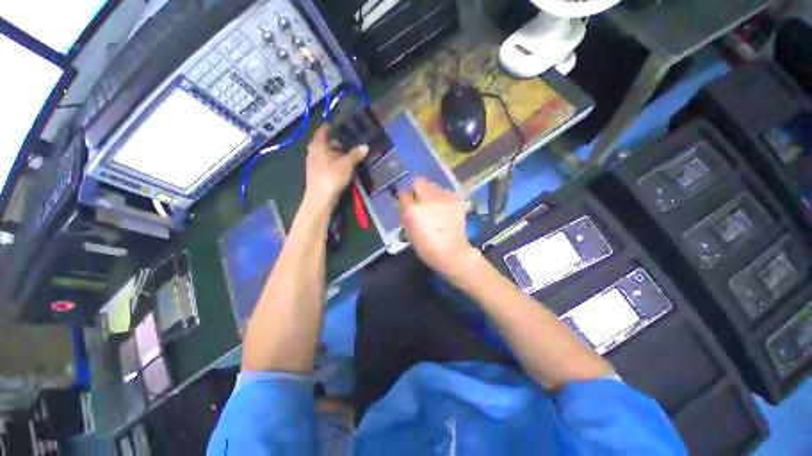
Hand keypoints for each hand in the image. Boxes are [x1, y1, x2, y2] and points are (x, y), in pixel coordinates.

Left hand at [304, 125, 367, 210]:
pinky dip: (336, 162)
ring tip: (352, 153)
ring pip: (328, 155)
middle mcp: (313, 152)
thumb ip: (356, 154)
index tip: (340, 124)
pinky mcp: (319, 174)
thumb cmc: (332, 176)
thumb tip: (365, 146)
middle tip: (351, 140)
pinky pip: (328, 164)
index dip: (330, 127)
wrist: (321, 198)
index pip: (323, 131)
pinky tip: (346, 165)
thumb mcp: (347, 163)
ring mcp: (315, 164)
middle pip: (326, 143)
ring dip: (338, 154)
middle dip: (338, 142)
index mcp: (317, 145)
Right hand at [398, 178, 479, 277]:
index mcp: (413, 210)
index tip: (407, 203)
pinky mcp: (455, 199)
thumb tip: (404, 202)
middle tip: (420, 202)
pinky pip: (444, 192)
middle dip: (417, 190)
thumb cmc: (426, 247)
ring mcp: (444, 197)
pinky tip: (444, 209)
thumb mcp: (409, 231)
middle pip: (419, 182)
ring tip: (434, 206)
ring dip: (430, 193)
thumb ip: (405, 213)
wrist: (451, 252)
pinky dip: (441, 198)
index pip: (403, 193)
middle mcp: (428, 199)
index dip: (404, 198)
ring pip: (432, 185)